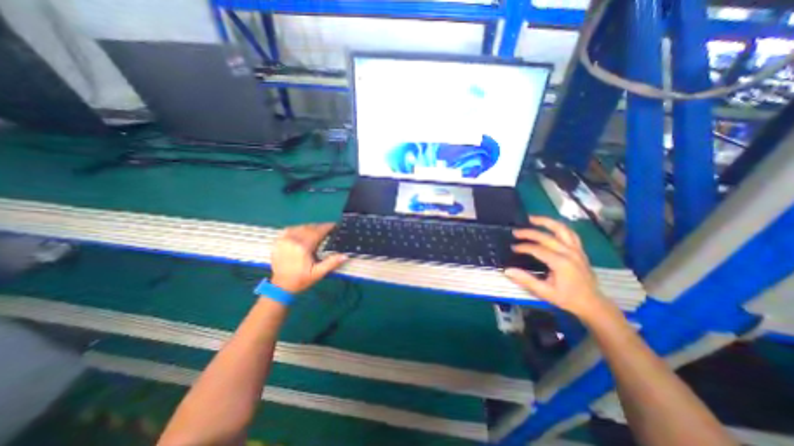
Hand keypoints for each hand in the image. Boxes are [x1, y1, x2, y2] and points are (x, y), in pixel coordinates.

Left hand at [270, 225, 348, 293]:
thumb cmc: (301, 279)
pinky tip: (303, 231)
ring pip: (300, 227)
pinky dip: (299, 228)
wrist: (281, 286)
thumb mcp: (318, 273)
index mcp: (303, 247)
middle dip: (320, 227)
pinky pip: (290, 229)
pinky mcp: (278, 241)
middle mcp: (293, 240)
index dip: (327, 227)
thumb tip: (345, 255)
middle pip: (310, 228)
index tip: (334, 225)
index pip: (318, 232)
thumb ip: (331, 263)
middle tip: (329, 228)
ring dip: (311, 227)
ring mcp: (284, 239)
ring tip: (318, 229)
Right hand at [504, 214, 609, 316]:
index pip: (537, 249)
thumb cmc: (567, 298)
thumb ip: (526, 280)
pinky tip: (549, 225)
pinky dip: (558, 227)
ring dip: (546, 221)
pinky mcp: (580, 250)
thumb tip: (507, 270)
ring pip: (561, 229)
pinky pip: (570, 233)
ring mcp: (576, 249)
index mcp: (561, 263)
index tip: (512, 247)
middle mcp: (569, 252)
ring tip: (531, 218)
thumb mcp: (544, 292)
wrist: (592, 303)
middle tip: (515, 232)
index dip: (523, 247)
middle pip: (546, 236)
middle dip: (529, 233)